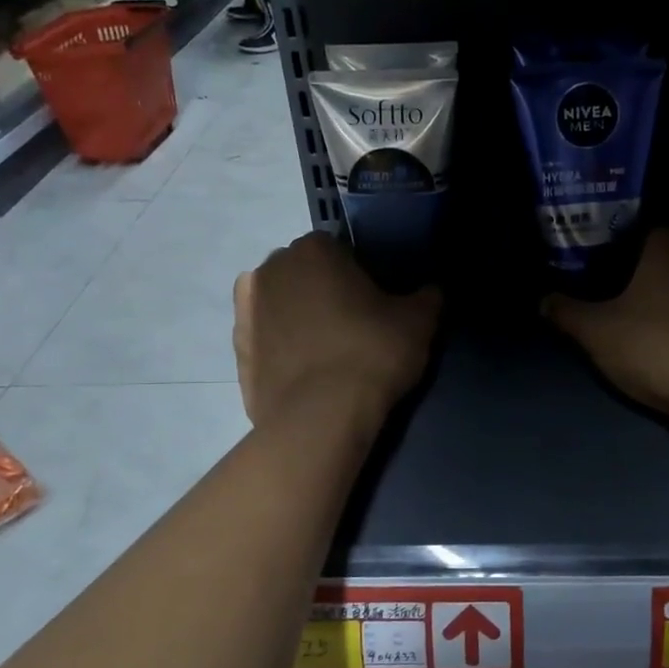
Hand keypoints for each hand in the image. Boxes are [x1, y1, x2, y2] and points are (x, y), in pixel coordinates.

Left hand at [234, 233, 441, 429]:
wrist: (320, 417)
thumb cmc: (371, 353)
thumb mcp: (419, 322)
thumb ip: (427, 297)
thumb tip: (431, 291)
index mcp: (314, 249)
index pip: (341, 249)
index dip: (361, 275)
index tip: (376, 303)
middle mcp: (272, 268)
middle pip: (306, 274)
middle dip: (324, 291)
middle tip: (354, 326)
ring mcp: (247, 310)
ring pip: (281, 305)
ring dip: (299, 317)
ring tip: (327, 352)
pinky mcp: (238, 350)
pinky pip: (266, 339)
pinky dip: (281, 347)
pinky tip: (304, 370)